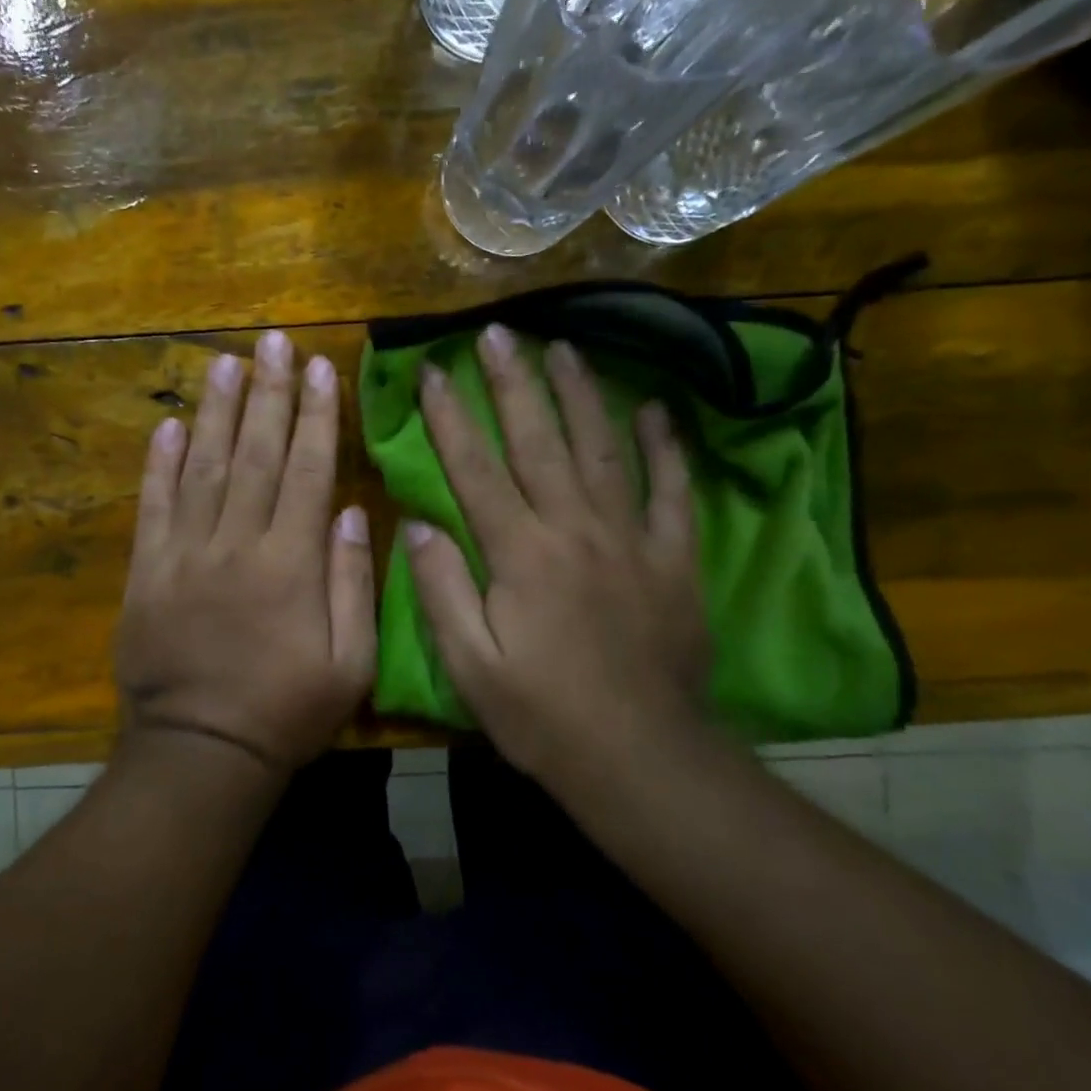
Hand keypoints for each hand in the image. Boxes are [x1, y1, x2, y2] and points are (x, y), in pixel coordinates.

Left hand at [116, 331, 375, 774]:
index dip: (316, 416)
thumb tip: (351, 509)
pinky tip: (170, 425)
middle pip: (256, 454)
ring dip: (216, 411)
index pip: (308, 470)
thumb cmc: (286, 711)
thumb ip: (353, 581)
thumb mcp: (350, 662)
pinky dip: (159, 464)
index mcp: (290, 563)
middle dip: (268, 393)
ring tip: (226, 362)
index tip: (320, 367)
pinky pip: (153, 507)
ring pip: (203, 467)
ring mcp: (184, 554)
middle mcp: (236, 544)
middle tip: (273, 341)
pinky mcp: (146, 572)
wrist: (201, 751)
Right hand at [405, 324, 709, 784]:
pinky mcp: (674, 558)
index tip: (434, 372)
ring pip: (603, 449)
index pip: (475, 469)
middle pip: (538, 441)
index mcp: (519, 554)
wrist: (639, 757)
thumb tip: (416, 524)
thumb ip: (441, 588)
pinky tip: (655, 410)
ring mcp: (630, 539)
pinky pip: (672, 491)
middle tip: (497, 333)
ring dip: (581, 394)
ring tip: (564, 347)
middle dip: (513, 383)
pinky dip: (665, 448)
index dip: (451, 418)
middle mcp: (573, 529)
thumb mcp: (469, 663)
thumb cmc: (541, 714)